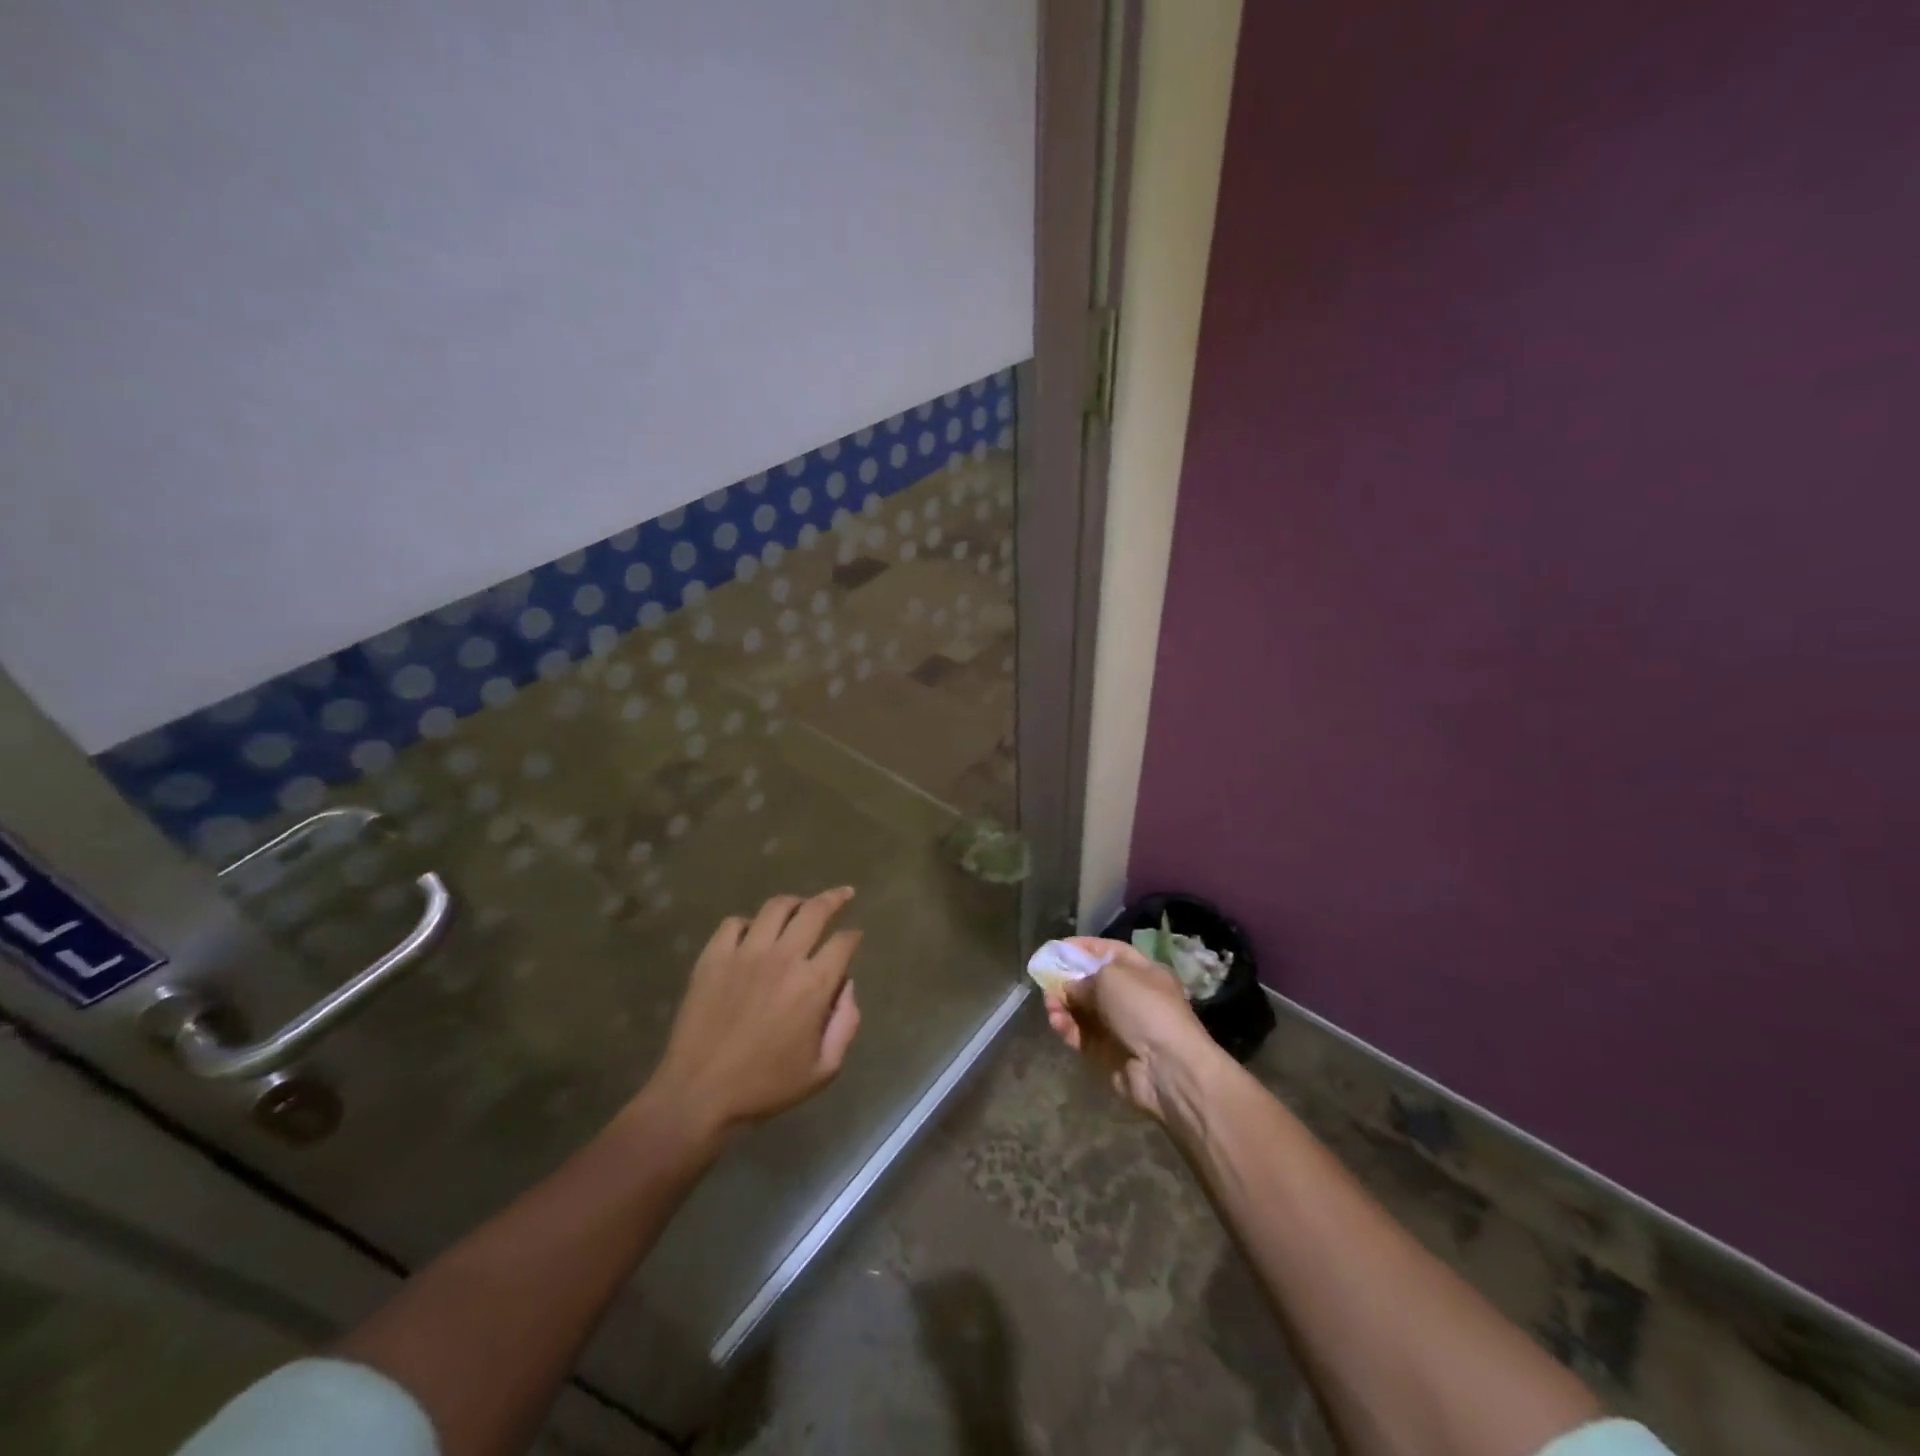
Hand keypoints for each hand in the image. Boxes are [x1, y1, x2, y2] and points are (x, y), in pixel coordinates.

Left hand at [642, 889, 863, 1141]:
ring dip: (795, 902)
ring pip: (776, 907)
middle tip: (844, 894)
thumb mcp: (823, 1069)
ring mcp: (745, 953)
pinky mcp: (713, 957)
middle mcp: (783, 958)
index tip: (855, 936)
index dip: (854, 936)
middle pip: (815, 910)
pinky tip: (753, 934)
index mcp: (813, 984)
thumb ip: (845, 1024)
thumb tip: (846, 987)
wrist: (699, 1096)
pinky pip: (734, 923)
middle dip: (835, 898)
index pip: (843, 942)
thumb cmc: (765, 1087)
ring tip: (800, 906)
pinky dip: (749, 923)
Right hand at [1042, 937, 1215, 1121]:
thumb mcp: (1112, 978)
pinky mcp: (1106, 1053)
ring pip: (1082, 1009)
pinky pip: (1081, 1034)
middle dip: (1067, 978)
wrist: (1167, 1068)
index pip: (1109, 952)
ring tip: (1049, 1002)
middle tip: (1045, 978)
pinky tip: (1055, 1020)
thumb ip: (1084, 978)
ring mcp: (1118, 1026)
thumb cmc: (1144, 1008)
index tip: (1056, 948)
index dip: (1083, 947)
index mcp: (1142, 972)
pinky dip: (1066, 1026)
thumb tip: (1070, 987)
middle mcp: (1131, 997)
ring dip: (1063, 1003)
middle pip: (1092, 982)